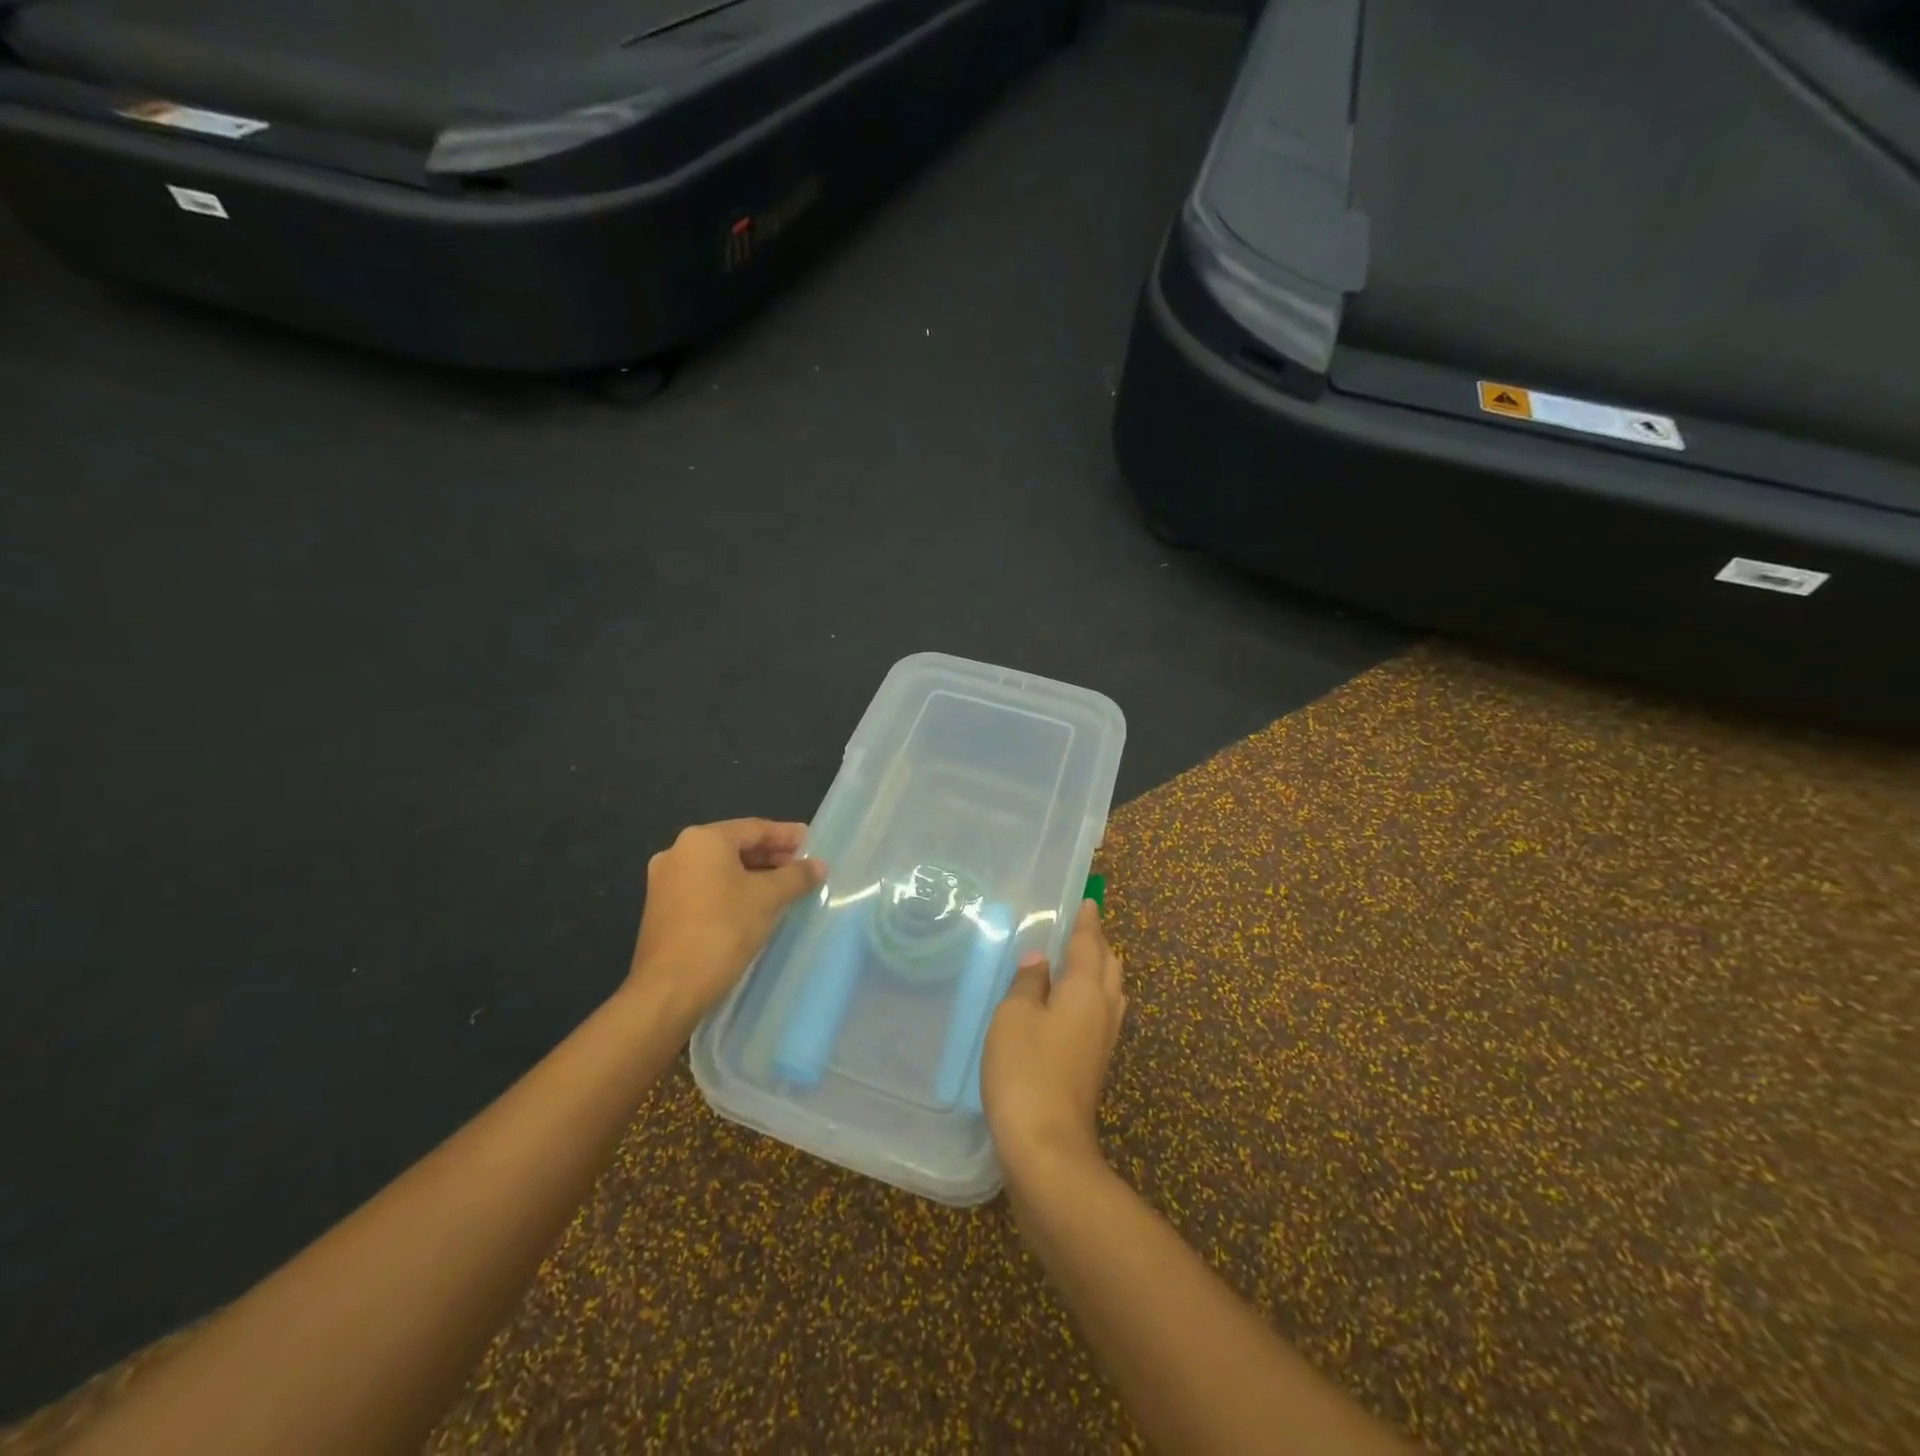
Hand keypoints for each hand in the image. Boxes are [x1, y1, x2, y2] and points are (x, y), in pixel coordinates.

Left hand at [627, 819, 826, 1023]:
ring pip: (719, 869)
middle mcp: (678, 852)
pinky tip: (754, 906)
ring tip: (783, 887)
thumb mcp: (768, 898)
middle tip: (801, 866)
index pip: (754, 828)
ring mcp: (665, 881)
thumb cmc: (723, 929)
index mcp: (702, 840)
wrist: (669, 987)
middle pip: (735, 846)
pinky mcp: (662, 909)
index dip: (786, 835)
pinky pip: (705, 888)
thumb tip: (818, 865)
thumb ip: (796, 876)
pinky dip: (732, 890)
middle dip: (770, 855)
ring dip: (752, 874)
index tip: (811, 843)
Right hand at [982, 899, 1126, 1179]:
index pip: (1089, 944)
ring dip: (1097, 972)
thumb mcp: (1014, 1016)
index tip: (1089, 902)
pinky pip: (1101, 1015)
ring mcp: (1103, 1041)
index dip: (1087, 921)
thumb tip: (1039, 961)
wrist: (1047, 1146)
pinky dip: (1091, 998)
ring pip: (1110, 992)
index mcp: (1085, 989)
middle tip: (1078, 930)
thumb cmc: (1026, 1070)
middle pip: (1108, 966)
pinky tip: (1070, 1006)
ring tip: (1075, 963)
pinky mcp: (1095, 1065)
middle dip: (1097, 944)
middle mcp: (1103, 1010)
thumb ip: (1028, 983)